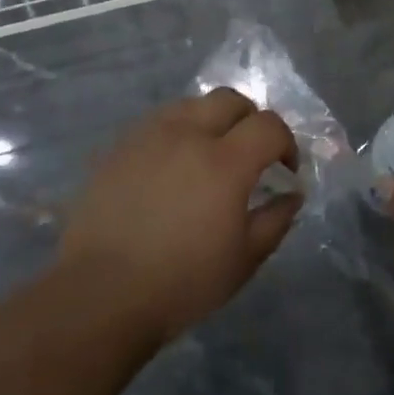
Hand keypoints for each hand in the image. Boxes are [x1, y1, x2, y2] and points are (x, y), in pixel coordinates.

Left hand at [58, 88, 300, 346]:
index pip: (269, 125)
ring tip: (208, 155)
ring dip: (211, 121)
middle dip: (250, 120)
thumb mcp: (244, 259)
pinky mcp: (118, 148)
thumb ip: (276, 220)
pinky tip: (171, 167)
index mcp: (225, 162)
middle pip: (230, 100)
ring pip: (190, 104)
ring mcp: (148, 137)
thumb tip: (292, 194)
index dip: (286, 143)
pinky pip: (157, 123)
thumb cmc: (182, 282)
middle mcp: (187, 135)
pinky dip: (176, 133)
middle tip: (251, 153)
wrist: (101, 294)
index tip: (284, 170)